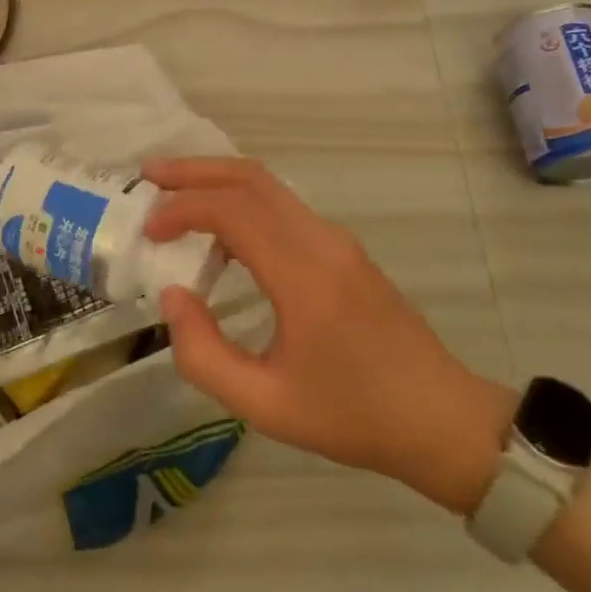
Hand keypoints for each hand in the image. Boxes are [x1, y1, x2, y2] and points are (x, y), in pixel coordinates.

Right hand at [142, 157, 514, 513]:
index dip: (182, 209)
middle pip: (251, 178)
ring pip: (268, 186)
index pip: (233, 210)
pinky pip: (283, 208)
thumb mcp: (265, 404)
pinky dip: (240, 202)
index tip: (149, 231)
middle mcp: (322, 242)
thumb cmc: (352, 416)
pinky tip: (218, 231)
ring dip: (217, 182)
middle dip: (194, 171)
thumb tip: (173, 295)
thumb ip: (203, 353)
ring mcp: (337, 241)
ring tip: (172, 194)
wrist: (442, 420)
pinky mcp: (343, 250)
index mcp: (304, 275)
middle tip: (149, 175)